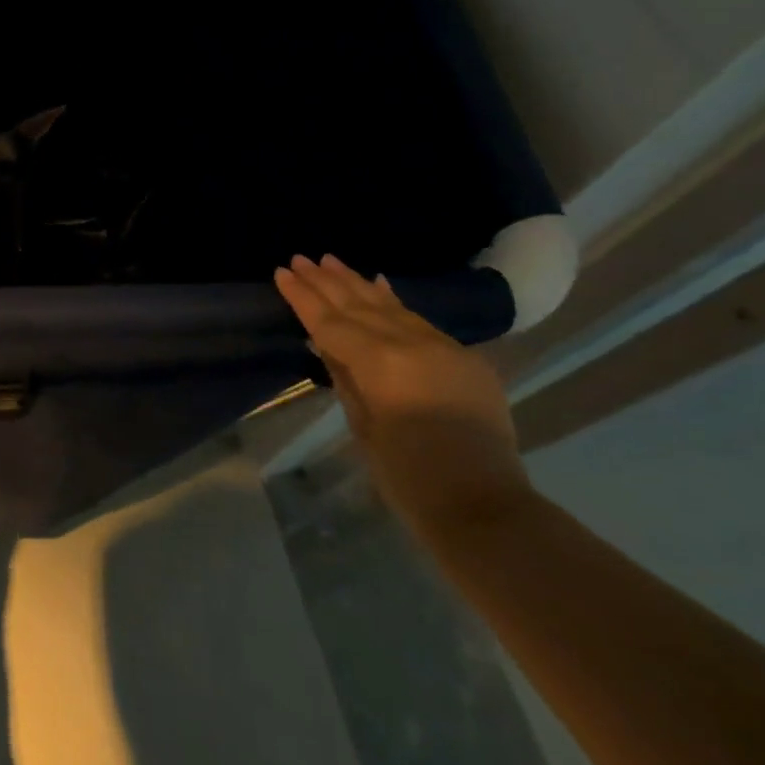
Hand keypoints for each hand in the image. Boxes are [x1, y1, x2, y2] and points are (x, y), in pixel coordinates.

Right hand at [274, 254, 529, 534]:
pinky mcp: (464, 358)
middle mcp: (411, 344)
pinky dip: (395, 301)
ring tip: (331, 260)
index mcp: (379, 362)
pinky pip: (420, 320)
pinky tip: (379, 283)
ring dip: (357, 283)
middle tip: (300, 258)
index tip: (281, 272)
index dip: (303, 297)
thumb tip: (326, 344)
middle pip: (359, 306)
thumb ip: (345, 376)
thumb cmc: (407, 476)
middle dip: (326, 281)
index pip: (330, 322)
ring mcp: (443, 347)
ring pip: (390, 306)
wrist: (483, 506)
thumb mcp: (362, 424)